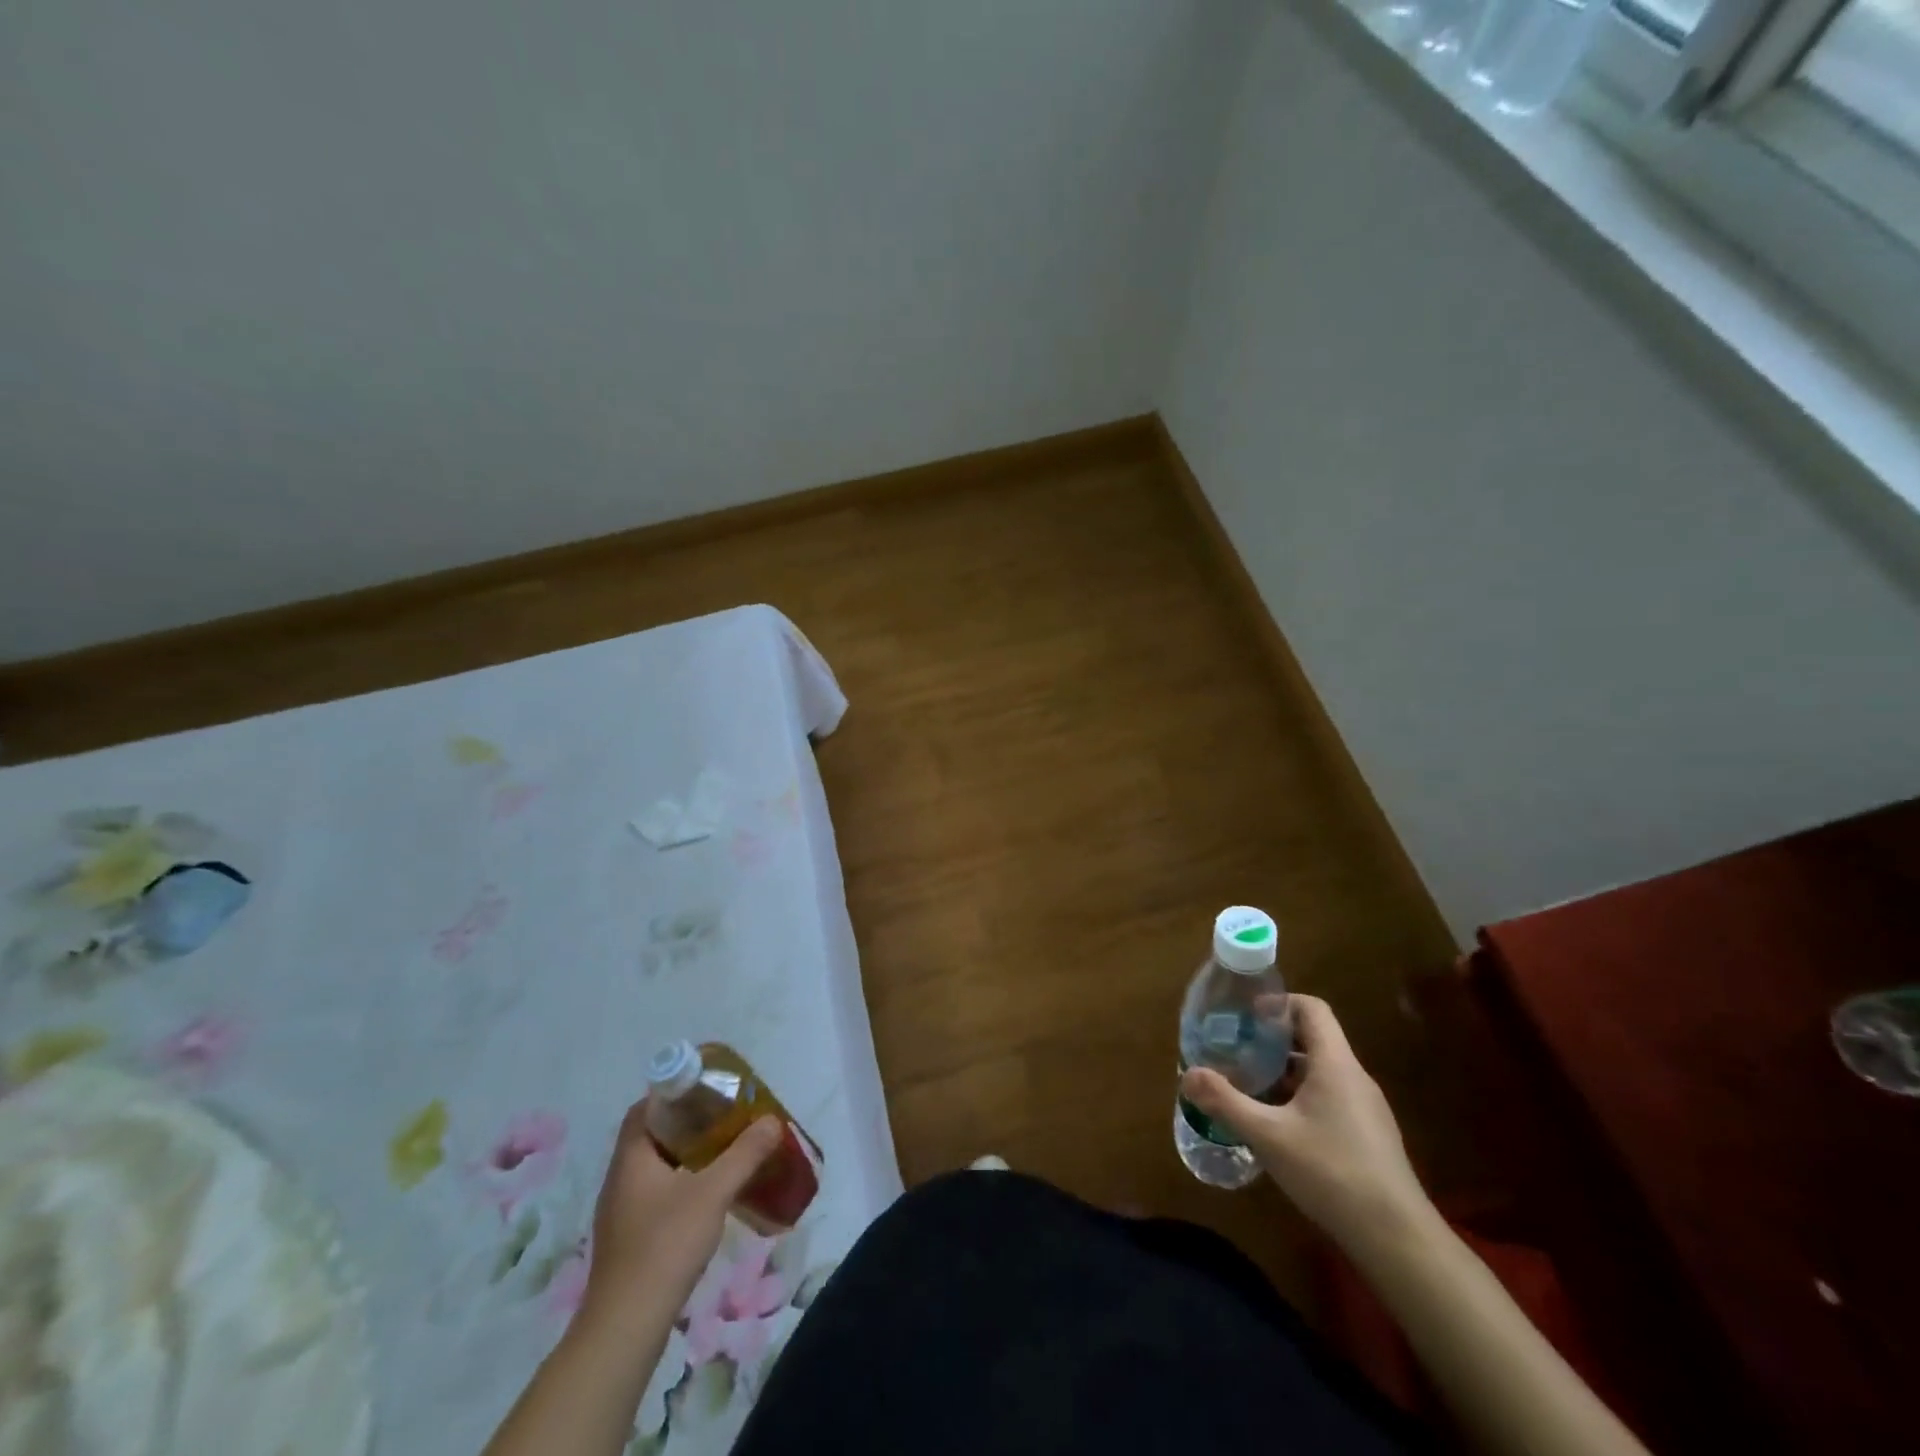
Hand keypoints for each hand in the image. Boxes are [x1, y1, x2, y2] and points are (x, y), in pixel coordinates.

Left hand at [578, 1102, 783, 1332]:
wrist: (625, 1327)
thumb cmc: (665, 1245)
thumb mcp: (713, 1193)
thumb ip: (744, 1154)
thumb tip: (772, 1121)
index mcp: (632, 1158)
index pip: (646, 1108)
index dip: (675, 1093)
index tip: (708, 1090)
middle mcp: (621, 1178)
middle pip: (653, 1135)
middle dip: (689, 1123)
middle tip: (725, 1118)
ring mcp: (622, 1211)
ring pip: (656, 1167)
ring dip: (687, 1155)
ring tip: (724, 1152)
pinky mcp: (629, 1239)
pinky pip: (657, 1194)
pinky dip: (682, 1184)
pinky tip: (709, 1196)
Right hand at [1181, 994, 1431, 1252]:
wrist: (1398, 1240)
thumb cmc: (1332, 1172)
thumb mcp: (1268, 1136)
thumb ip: (1225, 1102)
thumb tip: (1186, 1074)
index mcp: (1335, 1063)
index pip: (1311, 1008)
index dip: (1278, 1004)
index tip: (1246, 1017)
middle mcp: (1353, 1077)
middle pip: (1312, 1039)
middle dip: (1271, 1041)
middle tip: (1236, 1050)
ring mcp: (1365, 1108)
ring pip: (1319, 1072)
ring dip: (1283, 1072)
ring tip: (1248, 1086)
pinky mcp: (1368, 1136)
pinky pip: (1329, 1098)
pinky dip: (1299, 1098)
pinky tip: (1277, 1127)